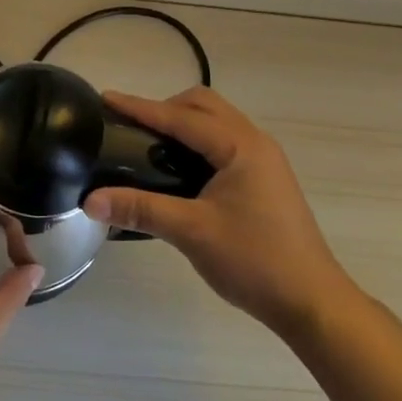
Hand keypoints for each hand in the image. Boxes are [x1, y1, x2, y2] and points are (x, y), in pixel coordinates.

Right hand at [84, 88, 356, 338]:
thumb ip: (140, 209)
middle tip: (130, 128)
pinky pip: (224, 143)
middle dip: (164, 108)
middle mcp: (254, 142)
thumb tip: (90, 201)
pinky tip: (178, 169)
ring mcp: (263, 161)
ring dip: (182, 124)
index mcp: (240, 146)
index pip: (181, 116)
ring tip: (149, 145)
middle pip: (203, 106)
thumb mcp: (191, 232)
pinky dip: (197, 143)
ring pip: (216, 123)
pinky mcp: (264, 179)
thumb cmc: (254, 261)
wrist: (312, 302)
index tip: (106, 99)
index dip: (141, 107)